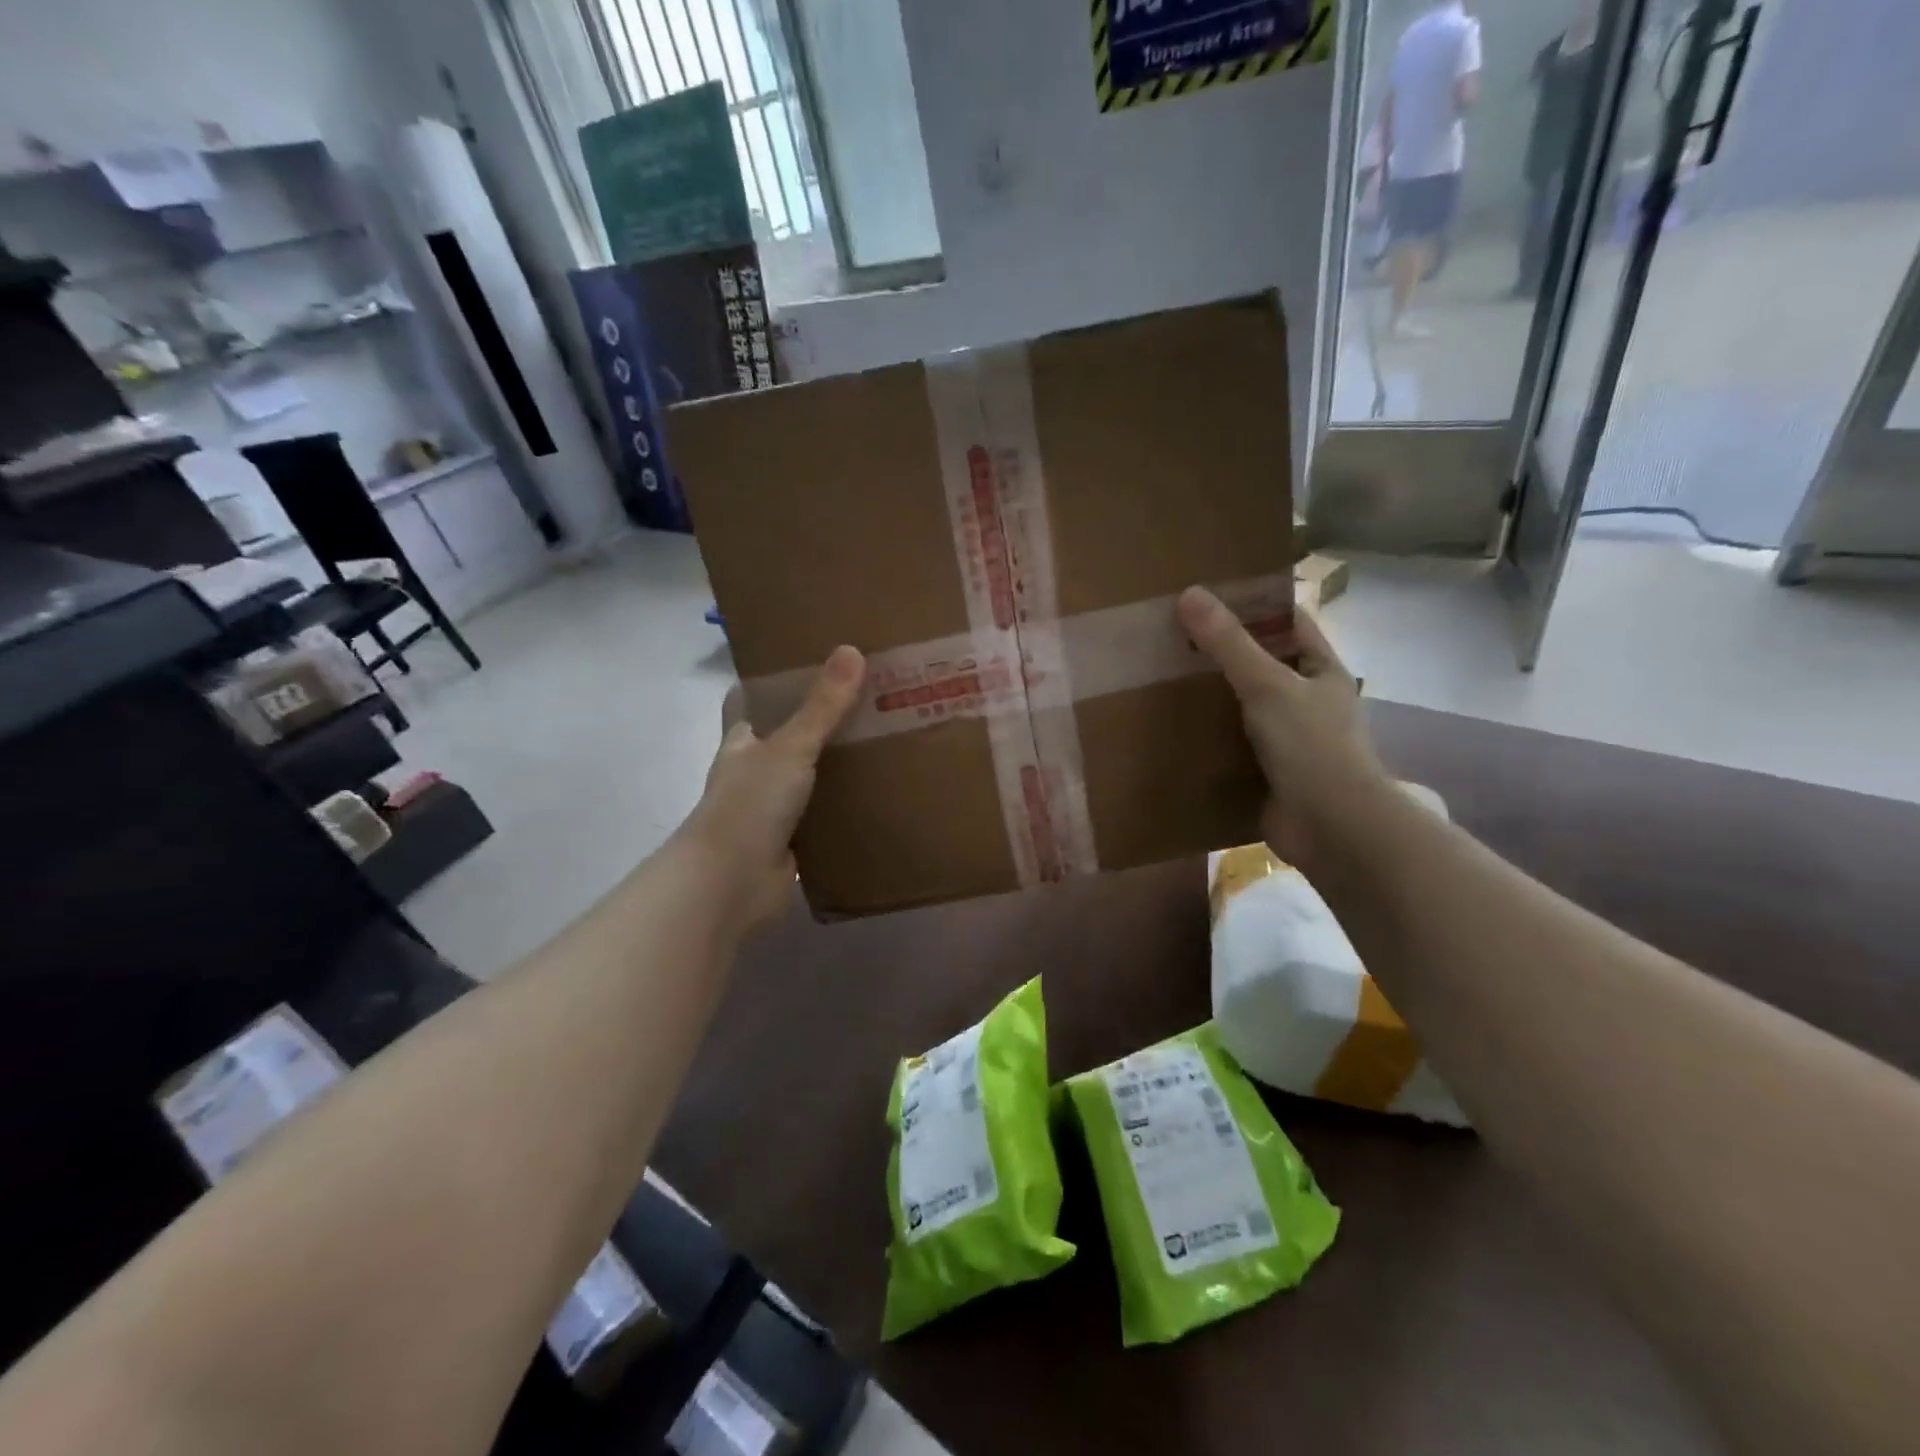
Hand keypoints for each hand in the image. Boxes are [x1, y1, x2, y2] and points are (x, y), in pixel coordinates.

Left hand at [684, 645, 864, 929]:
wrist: (732, 885)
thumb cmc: (749, 805)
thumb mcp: (790, 748)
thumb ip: (822, 706)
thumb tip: (851, 650)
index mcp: (743, 742)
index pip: (750, 701)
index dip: (771, 681)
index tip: (807, 660)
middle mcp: (755, 772)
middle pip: (787, 737)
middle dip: (821, 721)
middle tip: (869, 697)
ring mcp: (773, 809)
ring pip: (810, 777)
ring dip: (838, 765)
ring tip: (887, 740)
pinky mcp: (794, 842)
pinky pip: (826, 816)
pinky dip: (847, 807)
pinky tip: (883, 794)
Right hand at [1177, 587, 1389, 868]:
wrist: (1330, 827)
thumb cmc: (1311, 746)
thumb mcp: (1268, 685)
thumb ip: (1229, 644)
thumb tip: (1190, 594)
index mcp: (1321, 671)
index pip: (1288, 623)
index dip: (1254, 606)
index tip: (1208, 595)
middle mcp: (1307, 700)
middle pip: (1262, 663)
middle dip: (1222, 652)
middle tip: (1172, 635)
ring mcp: (1288, 738)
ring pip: (1244, 705)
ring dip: (1212, 696)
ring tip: (1163, 676)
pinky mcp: (1267, 771)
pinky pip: (1233, 743)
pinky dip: (1208, 736)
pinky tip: (1172, 727)